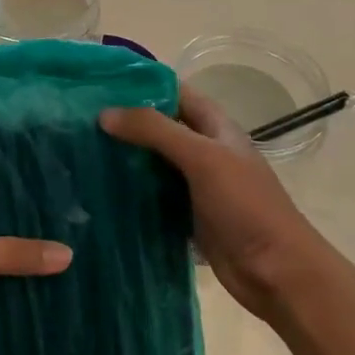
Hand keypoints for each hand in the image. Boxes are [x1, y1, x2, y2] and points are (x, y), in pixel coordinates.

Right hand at [102, 89, 339, 324]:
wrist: (276, 271)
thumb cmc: (245, 205)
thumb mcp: (202, 158)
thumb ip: (155, 131)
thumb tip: (105, 114)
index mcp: (216, 127)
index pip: (175, 92)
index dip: (142, 84)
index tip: (99, 84)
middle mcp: (204, 151)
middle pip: (160, 127)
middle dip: (125, 122)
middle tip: (79, 119)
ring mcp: (195, 185)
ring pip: (153, 162)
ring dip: (124, 157)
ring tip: (80, 150)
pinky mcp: (186, 216)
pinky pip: (152, 196)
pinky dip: (130, 192)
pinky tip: (99, 190)